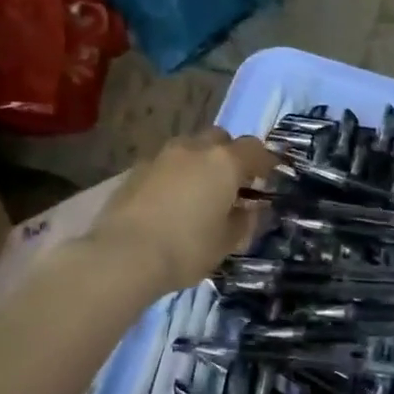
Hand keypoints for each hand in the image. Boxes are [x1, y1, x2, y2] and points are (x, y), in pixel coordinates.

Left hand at [89, 129, 277, 297]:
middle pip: (220, 138)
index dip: (265, 161)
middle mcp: (195, 148)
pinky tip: (171, 199)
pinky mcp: (136, 169)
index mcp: (224, 162)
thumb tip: (251, 209)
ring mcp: (162, 155)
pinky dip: (175, 174)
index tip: (269, 176)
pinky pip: (166, 163)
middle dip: (230, 154)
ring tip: (199, 190)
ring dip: (200, 162)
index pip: (255, 148)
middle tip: (232, 182)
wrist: (123, 254)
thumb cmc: (186, 248)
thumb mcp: (227, 242)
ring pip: (190, 147)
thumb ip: (245, 221)